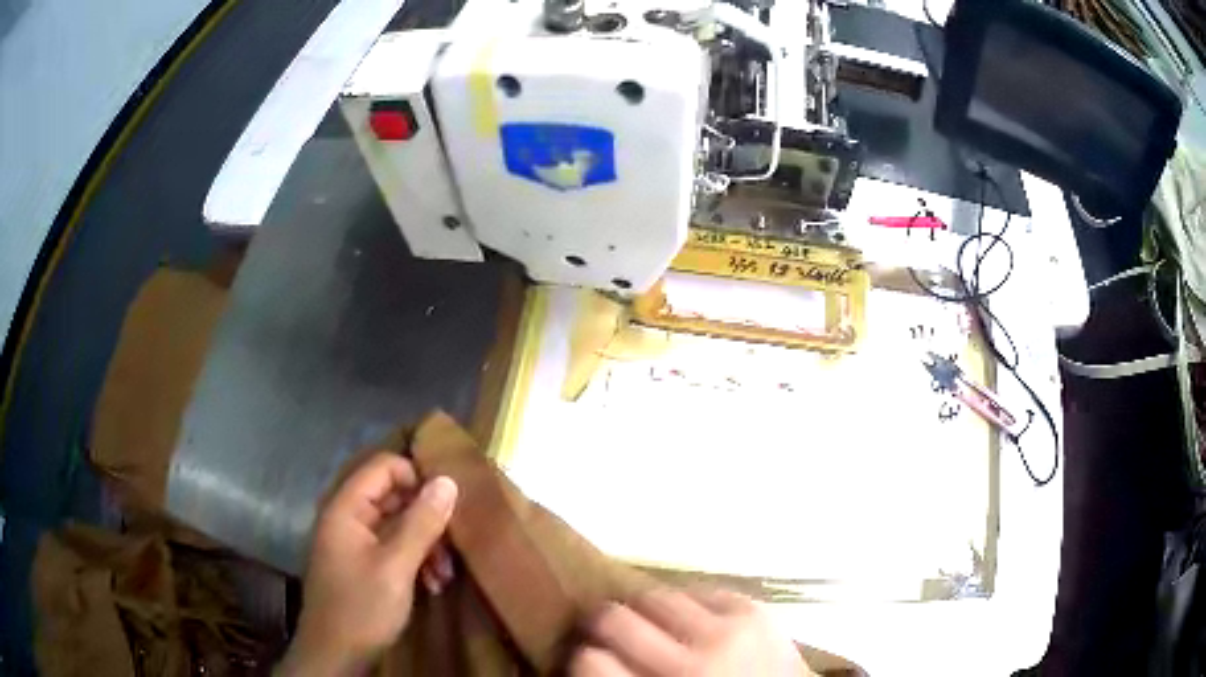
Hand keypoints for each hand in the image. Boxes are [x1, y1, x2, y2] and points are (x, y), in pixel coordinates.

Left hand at [278, 454, 457, 675]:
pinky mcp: (361, 565)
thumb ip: (421, 523)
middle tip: (451, 547)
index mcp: (345, 508)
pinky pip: (392, 548)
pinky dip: (414, 561)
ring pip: (396, 525)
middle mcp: (347, 518)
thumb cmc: (361, 607)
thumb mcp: (396, 567)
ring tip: (444, 575)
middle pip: (392, 497)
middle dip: (426, 519)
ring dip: (425, 545)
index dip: (416, 478)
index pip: (383, 467)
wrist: (335, 655)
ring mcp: (353, 543)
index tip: (447, 506)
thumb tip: (447, 481)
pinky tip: (432, 584)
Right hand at [570, 588, 814, 676]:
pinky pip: (702, 590)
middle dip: (603, 624)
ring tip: (656, 624)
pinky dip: (691, 604)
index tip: (589, 657)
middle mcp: (686, 665)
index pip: (588, 661)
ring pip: (654, 596)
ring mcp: (725, 633)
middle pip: (613, 619)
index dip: (582, 657)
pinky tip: (695, 620)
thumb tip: (588, 656)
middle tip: (610, 633)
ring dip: (647, 611)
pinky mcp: (756, 611)